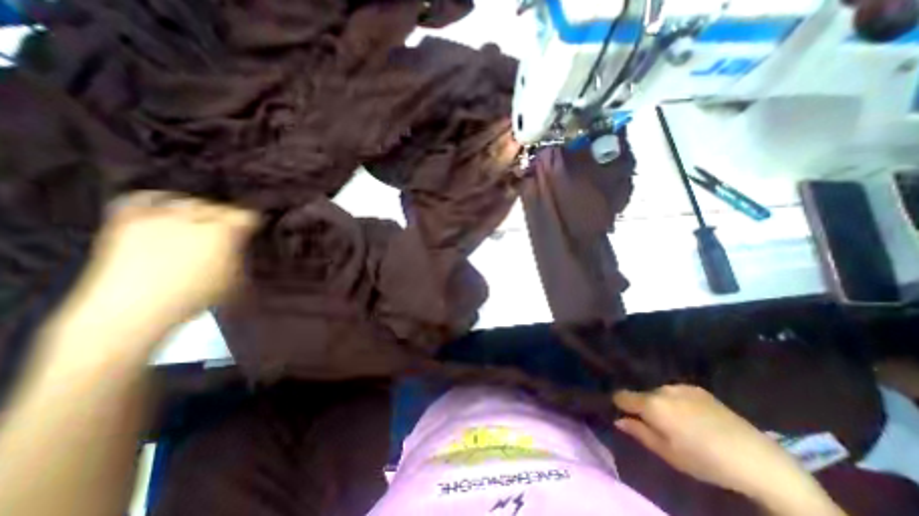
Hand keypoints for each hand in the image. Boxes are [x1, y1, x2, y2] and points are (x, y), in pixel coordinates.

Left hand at [67, 192, 257, 334]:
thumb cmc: (195, 297)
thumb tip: (243, 240)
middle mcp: (194, 217)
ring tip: (197, 224)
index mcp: (224, 232)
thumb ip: (240, 253)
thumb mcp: (235, 277)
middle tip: (226, 232)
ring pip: (189, 201)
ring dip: (197, 212)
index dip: (252, 222)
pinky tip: (167, 210)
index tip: (251, 230)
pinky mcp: (128, 218)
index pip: (247, 215)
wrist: (132, 309)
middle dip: (226, 218)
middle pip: (220, 207)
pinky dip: (159, 200)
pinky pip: (146, 197)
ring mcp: (159, 215)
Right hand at [612, 386, 813, 498]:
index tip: (625, 416)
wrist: (758, 460)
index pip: (621, 396)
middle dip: (644, 407)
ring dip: (660, 404)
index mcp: (652, 405)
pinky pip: (676, 392)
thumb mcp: (668, 454)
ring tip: (679, 423)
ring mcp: (681, 386)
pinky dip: (676, 401)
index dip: (620, 405)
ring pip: (658, 393)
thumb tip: (618, 420)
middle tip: (658, 427)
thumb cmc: (706, 461)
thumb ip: (639, 433)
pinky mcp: (698, 388)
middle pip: (641, 395)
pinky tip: (694, 417)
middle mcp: (662, 389)